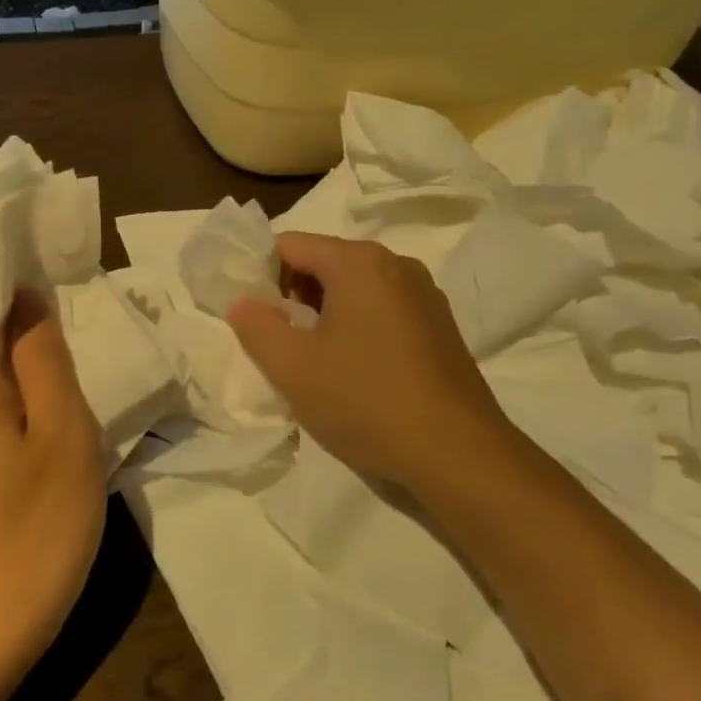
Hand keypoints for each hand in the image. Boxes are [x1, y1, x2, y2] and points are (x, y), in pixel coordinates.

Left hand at [0, 259, 105, 678]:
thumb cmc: (29, 533)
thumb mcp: (63, 437)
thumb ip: (44, 359)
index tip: (25, 254)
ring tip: (64, 342)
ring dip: (8, 333)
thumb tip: (28, 300)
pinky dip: (6, 373)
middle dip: (1, 288)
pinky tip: (49, 398)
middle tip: (63, 295)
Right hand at [227, 232, 519, 491]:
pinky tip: (352, 371)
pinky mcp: (439, 326)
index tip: (249, 315)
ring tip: (312, 361)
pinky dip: (355, 327)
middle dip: (291, 296)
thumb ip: (255, 325)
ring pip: (353, 288)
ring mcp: (424, 295)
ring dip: (323, 314)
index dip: (259, 274)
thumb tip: (242, 301)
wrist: (457, 455)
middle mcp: (395, 265)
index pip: (289, 245)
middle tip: (276, 342)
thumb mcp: (291, 367)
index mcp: (359, 262)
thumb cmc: (365, 401)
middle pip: (322, 262)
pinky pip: (381, 310)